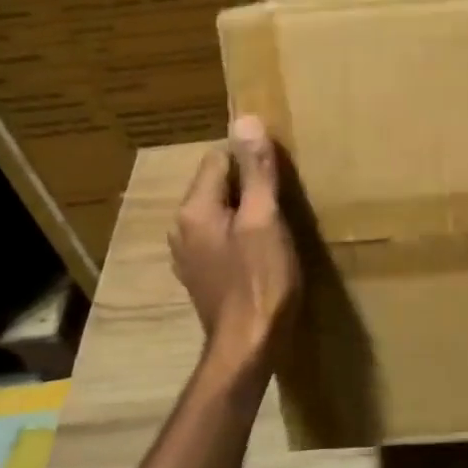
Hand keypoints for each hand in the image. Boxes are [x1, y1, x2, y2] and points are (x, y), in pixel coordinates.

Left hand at [168, 116, 300, 380]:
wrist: (248, 347)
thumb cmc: (261, 281)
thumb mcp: (264, 219)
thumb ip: (255, 171)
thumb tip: (244, 119)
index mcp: (194, 209)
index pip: (219, 157)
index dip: (251, 158)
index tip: (281, 171)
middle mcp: (182, 227)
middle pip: (218, 183)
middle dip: (249, 182)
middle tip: (285, 194)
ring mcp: (190, 254)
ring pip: (221, 210)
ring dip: (247, 208)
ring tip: (279, 219)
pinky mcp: (203, 274)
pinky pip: (222, 235)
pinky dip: (241, 232)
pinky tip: (265, 248)